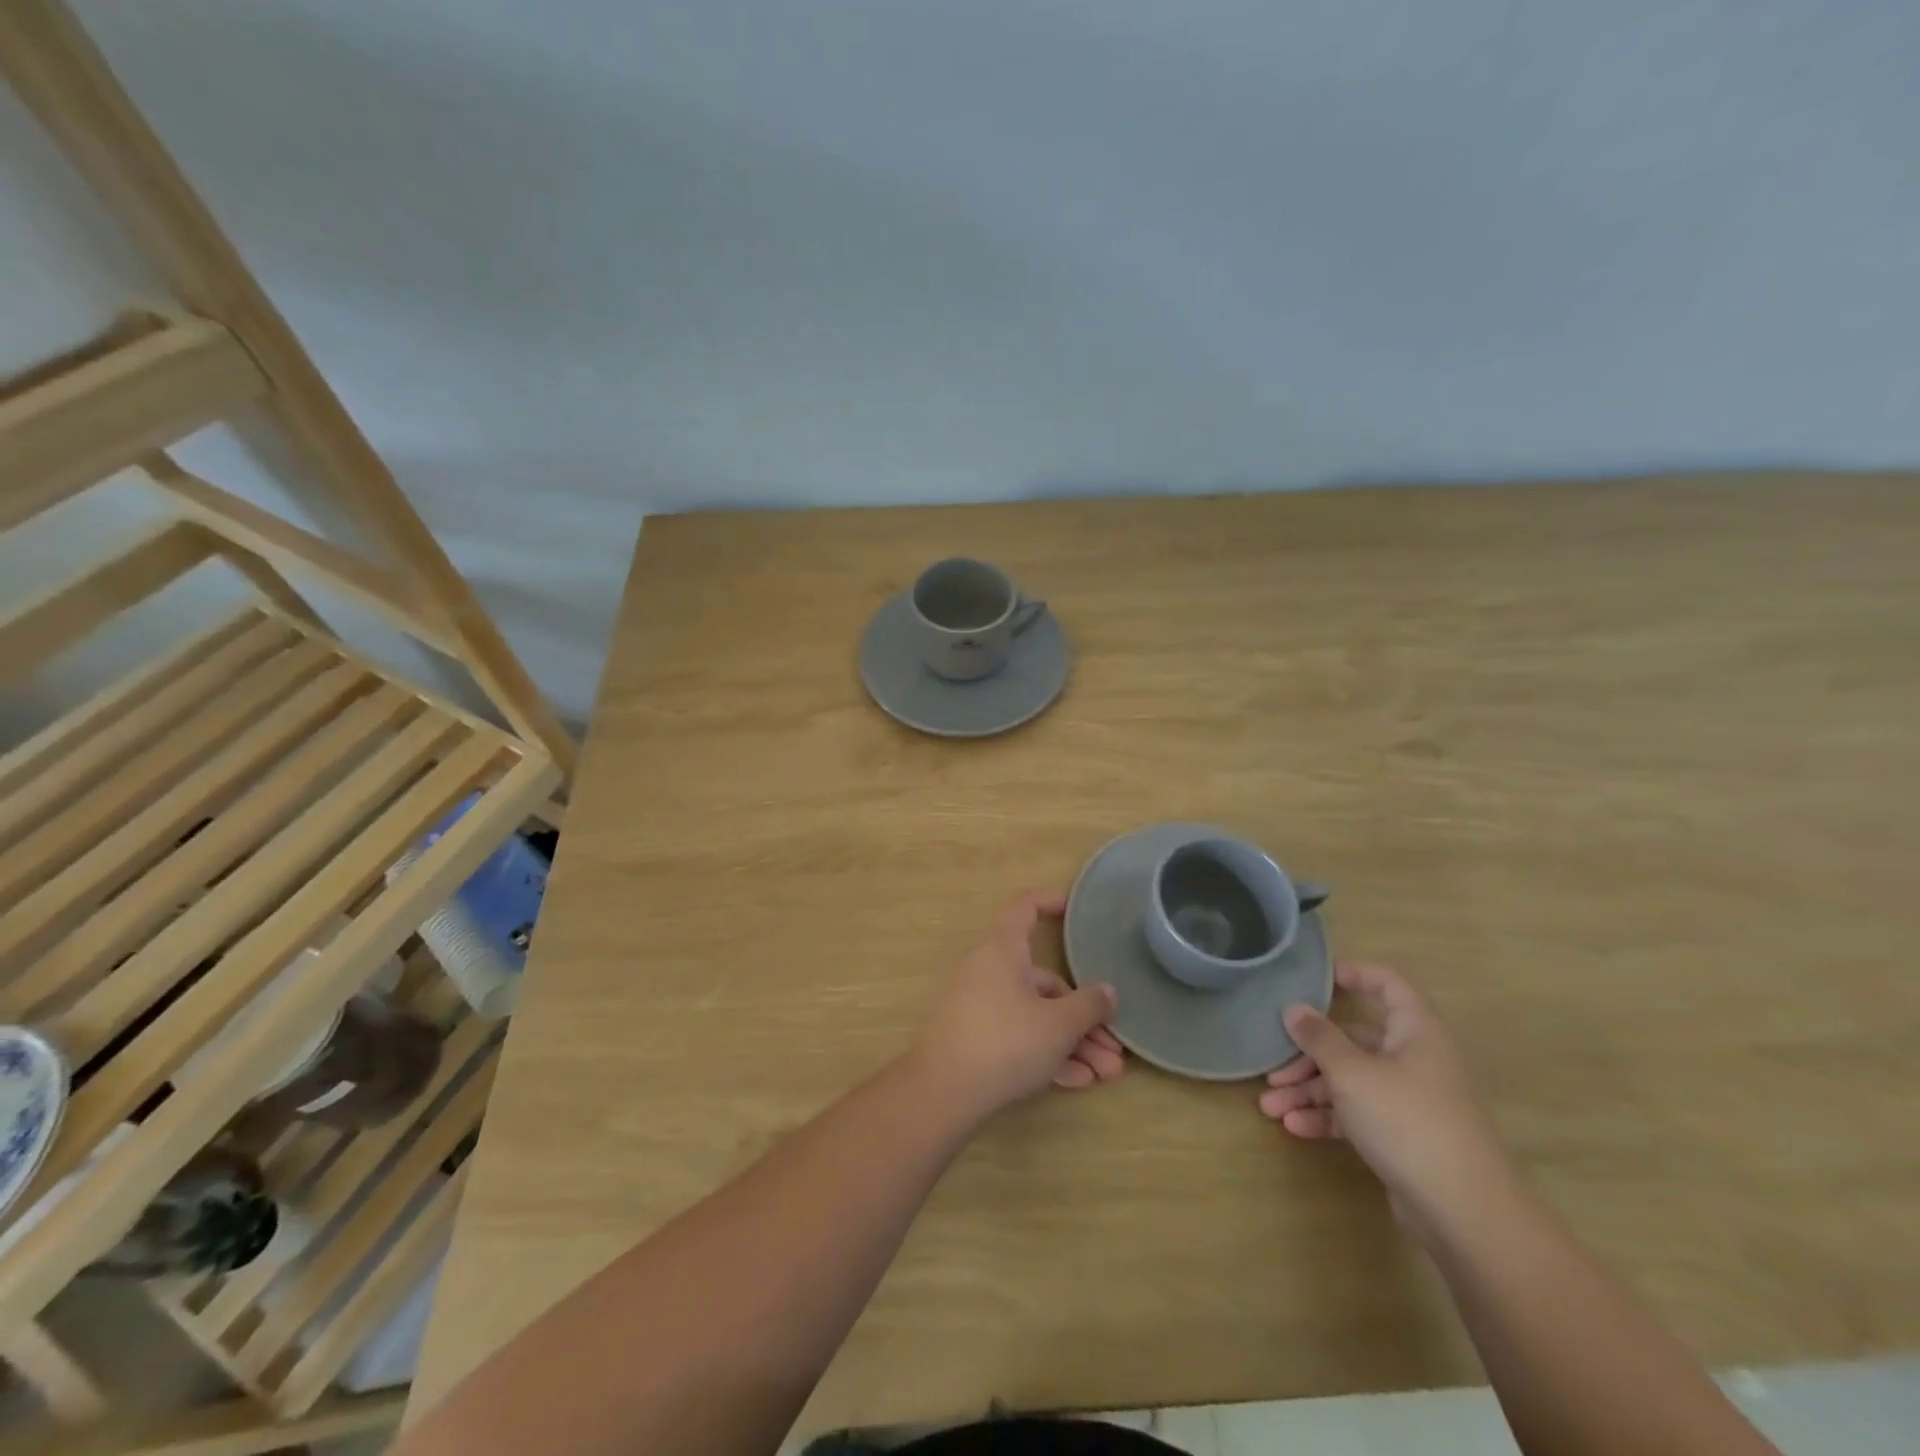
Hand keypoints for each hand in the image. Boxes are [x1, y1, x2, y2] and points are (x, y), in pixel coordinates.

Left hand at [910, 891, 1123, 1120]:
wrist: (942, 1093)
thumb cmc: (1005, 1041)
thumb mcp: (1058, 1025)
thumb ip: (1089, 1005)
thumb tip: (1107, 991)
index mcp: (1003, 950)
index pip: (1023, 908)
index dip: (1048, 902)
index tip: (1073, 909)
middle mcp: (990, 971)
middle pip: (1044, 981)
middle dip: (1083, 1014)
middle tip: (1115, 1045)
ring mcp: (980, 1006)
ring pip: (1036, 1015)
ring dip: (1073, 1042)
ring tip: (1107, 1074)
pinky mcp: (975, 1039)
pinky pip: (1019, 1037)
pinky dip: (1048, 1054)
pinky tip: (1078, 1082)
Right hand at [1258, 963, 1508, 1230]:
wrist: (1466, 1214)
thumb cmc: (1408, 1121)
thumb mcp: (1352, 1073)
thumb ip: (1319, 1038)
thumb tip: (1293, 1008)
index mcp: (1415, 1032)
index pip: (1387, 985)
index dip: (1353, 975)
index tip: (1314, 979)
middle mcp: (1415, 1059)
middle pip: (1354, 1041)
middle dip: (1307, 1056)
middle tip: (1272, 1069)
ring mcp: (1411, 1100)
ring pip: (1350, 1080)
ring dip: (1309, 1091)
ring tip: (1270, 1107)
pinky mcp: (1404, 1136)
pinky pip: (1358, 1113)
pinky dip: (1328, 1117)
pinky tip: (1295, 1128)